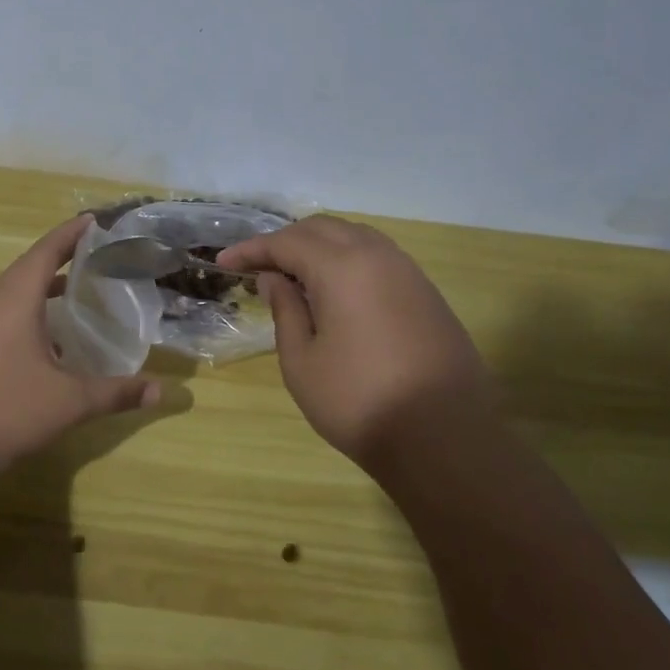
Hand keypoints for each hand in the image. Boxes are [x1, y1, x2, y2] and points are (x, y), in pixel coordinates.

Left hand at [0, 215, 162, 475]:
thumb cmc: (5, 410)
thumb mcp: (69, 402)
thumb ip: (115, 393)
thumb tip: (161, 391)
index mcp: (15, 301)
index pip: (46, 251)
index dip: (71, 233)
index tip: (96, 220)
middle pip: (29, 267)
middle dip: (61, 256)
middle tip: (96, 253)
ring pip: (15, 294)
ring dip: (45, 286)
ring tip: (78, 289)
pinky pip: (7, 316)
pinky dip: (33, 313)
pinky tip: (53, 339)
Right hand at [217, 215, 495, 465]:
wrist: (445, 440)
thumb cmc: (359, 402)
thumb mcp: (302, 361)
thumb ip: (286, 310)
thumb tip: (275, 279)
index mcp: (342, 267)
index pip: (286, 242)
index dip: (251, 250)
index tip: (224, 262)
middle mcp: (378, 256)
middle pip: (322, 229)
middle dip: (285, 241)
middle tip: (258, 265)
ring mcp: (409, 272)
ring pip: (355, 237)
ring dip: (319, 246)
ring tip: (294, 273)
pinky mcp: (427, 293)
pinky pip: (379, 258)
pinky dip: (348, 260)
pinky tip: (336, 289)